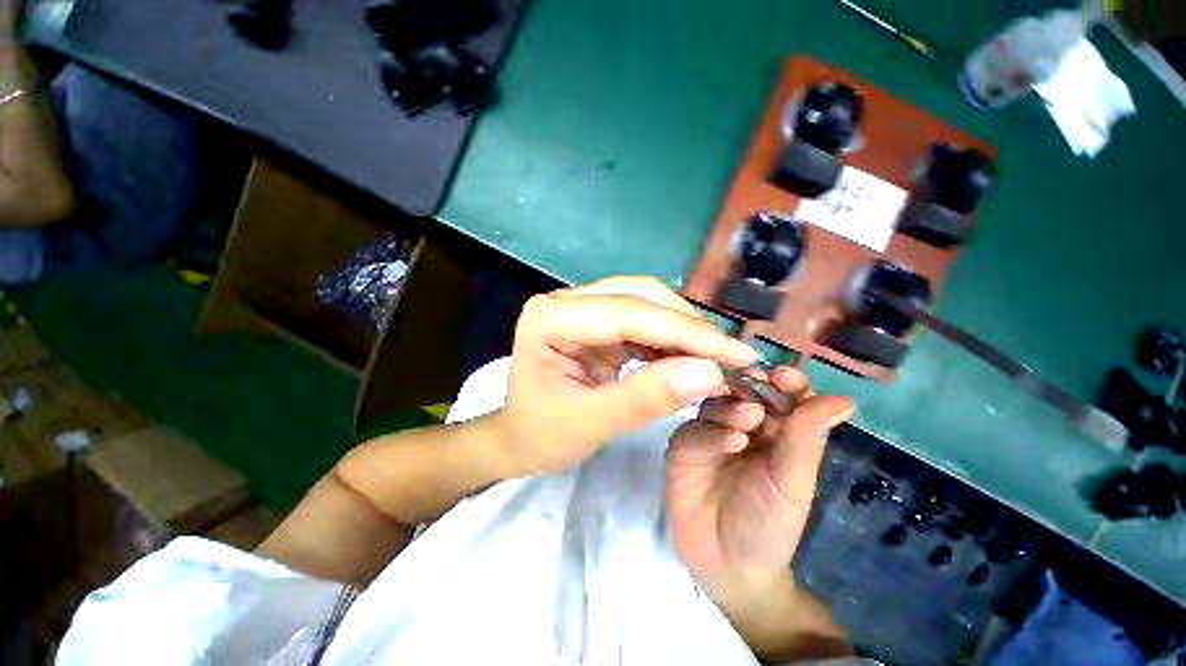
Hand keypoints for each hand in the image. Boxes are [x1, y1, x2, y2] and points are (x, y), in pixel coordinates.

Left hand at [491, 276, 757, 477]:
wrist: (518, 438)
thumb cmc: (541, 435)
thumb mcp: (591, 424)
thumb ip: (646, 397)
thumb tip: (710, 372)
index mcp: (551, 317)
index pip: (630, 314)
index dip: (687, 333)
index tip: (738, 354)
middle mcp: (566, 301)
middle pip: (640, 297)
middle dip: (689, 326)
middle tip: (732, 357)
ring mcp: (581, 307)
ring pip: (645, 302)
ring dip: (684, 330)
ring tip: (717, 358)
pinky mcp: (595, 321)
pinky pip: (641, 319)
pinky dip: (669, 338)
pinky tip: (690, 357)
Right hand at [667, 366, 853, 593]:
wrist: (727, 564)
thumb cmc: (771, 523)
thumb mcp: (794, 481)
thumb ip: (808, 438)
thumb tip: (845, 399)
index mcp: (774, 429)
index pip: (781, 394)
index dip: (785, 381)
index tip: (785, 376)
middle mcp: (740, 423)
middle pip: (743, 390)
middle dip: (751, 386)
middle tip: (758, 383)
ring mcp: (709, 431)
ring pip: (716, 404)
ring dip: (732, 407)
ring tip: (749, 420)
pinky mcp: (685, 444)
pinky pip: (695, 428)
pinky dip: (711, 430)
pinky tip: (729, 441)